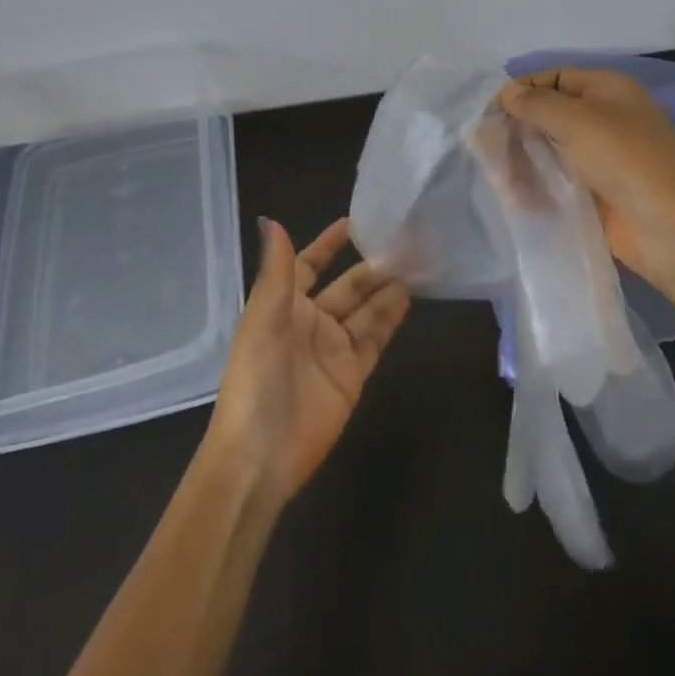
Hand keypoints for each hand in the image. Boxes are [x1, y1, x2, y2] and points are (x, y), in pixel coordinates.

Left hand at [204, 218, 409, 505]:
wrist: (260, 456)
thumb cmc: (256, 378)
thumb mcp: (263, 318)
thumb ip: (277, 270)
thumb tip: (270, 219)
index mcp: (283, 305)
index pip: (309, 264)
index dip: (330, 244)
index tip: (357, 220)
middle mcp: (311, 322)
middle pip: (347, 286)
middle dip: (372, 265)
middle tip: (406, 242)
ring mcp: (334, 348)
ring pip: (367, 309)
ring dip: (388, 288)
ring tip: (418, 263)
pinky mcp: (353, 374)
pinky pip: (376, 338)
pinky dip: (392, 318)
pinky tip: (411, 297)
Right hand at [498, 68, 674, 293]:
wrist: (670, 229)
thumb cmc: (625, 160)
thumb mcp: (577, 120)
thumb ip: (537, 104)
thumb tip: (508, 93)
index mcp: (610, 90)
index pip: (557, 77)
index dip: (523, 89)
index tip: (489, 109)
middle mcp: (607, 118)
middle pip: (552, 114)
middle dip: (518, 126)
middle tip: (483, 145)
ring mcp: (604, 157)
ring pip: (552, 149)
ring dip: (523, 158)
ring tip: (494, 174)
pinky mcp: (599, 192)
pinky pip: (560, 179)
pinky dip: (537, 183)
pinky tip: (513, 195)